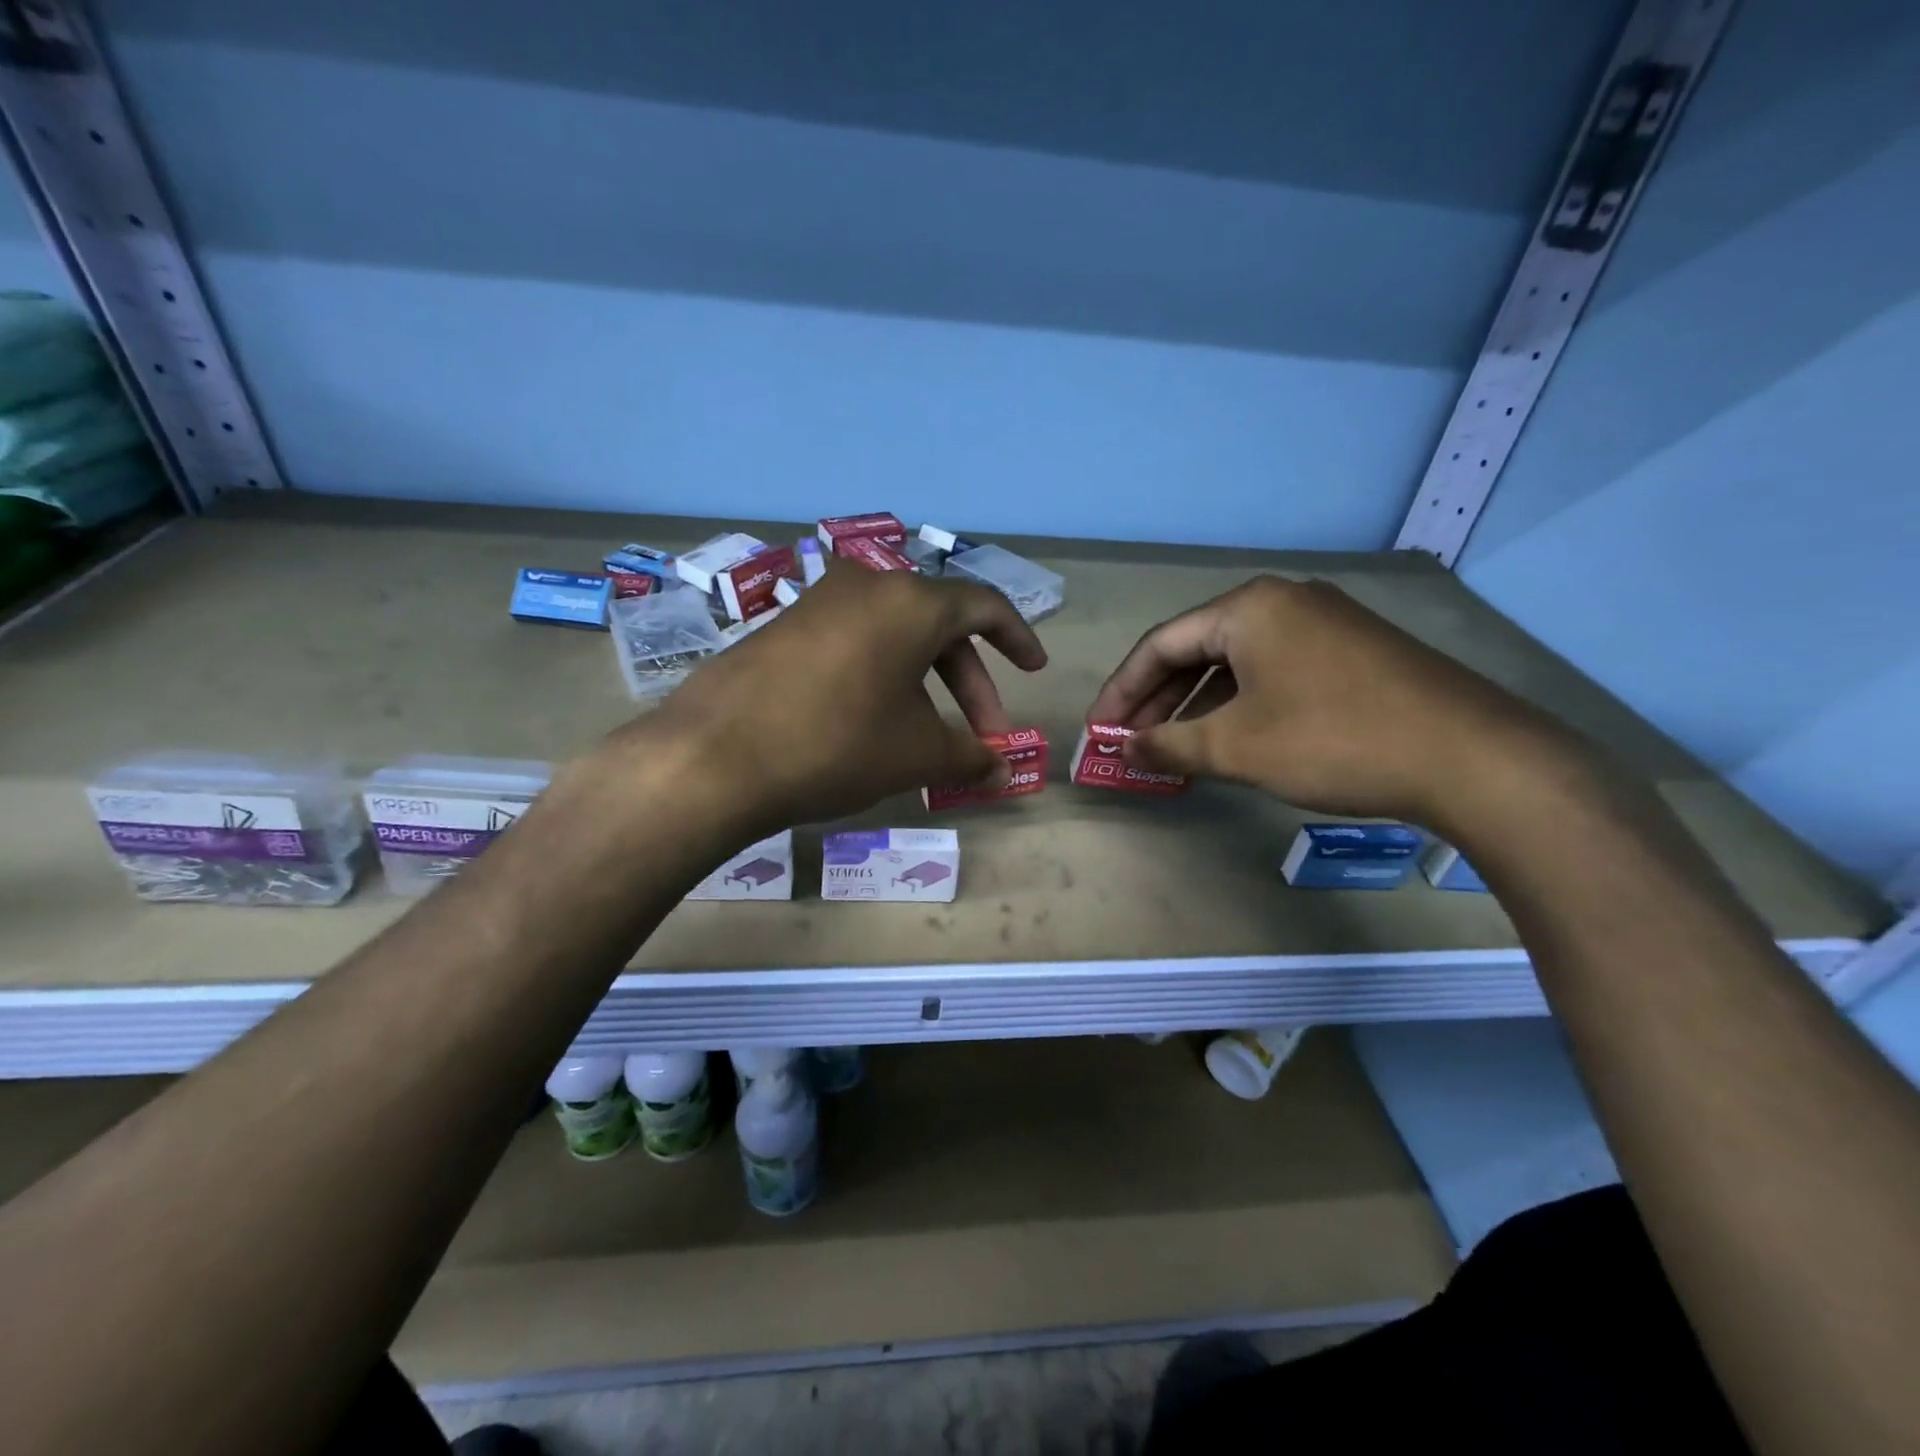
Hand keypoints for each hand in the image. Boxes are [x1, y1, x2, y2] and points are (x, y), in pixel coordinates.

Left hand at [633, 560, 1046, 833]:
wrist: (714, 757)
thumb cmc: (837, 744)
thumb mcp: (916, 753)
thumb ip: (970, 758)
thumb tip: (1004, 774)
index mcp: (910, 602)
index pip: (983, 606)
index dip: (1017, 637)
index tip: (1034, 669)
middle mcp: (866, 586)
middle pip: (938, 625)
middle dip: (969, 682)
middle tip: (981, 736)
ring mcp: (818, 603)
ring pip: (894, 636)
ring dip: (924, 682)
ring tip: (927, 736)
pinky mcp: (782, 628)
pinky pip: (852, 643)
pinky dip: (880, 676)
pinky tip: (873, 721)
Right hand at [1086, 576, 1571, 827]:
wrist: (1471, 757)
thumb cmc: (1334, 740)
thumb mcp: (1236, 748)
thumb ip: (1169, 744)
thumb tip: (1127, 750)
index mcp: (1248, 608)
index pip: (1160, 645)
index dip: (1122, 691)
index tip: (1101, 731)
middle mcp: (1283, 602)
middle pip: (1197, 649)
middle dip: (1159, 699)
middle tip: (1134, 743)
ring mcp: (1323, 623)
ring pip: (1236, 663)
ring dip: (1198, 706)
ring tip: (1175, 748)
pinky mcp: (1352, 651)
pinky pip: (1272, 671)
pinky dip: (1240, 705)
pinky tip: (1232, 739)